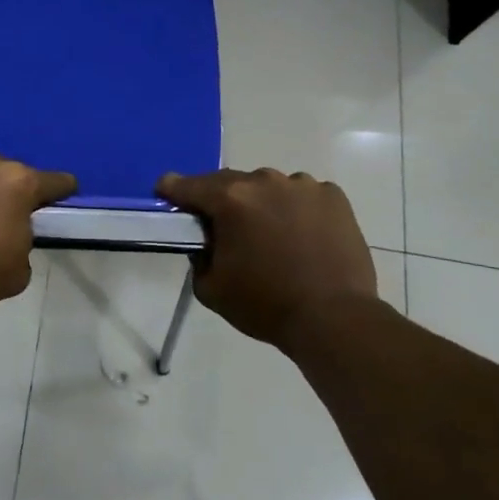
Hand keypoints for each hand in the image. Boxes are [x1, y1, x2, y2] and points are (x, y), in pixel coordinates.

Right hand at [157, 168, 377, 347]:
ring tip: (269, 234)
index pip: (188, 185)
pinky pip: (303, 195)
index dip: (172, 189)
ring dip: (262, 203)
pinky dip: (296, 209)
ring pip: (269, 187)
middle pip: (230, 183)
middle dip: (221, 200)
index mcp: (230, 199)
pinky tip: (301, 235)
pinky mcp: (333, 197)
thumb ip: (199, 258)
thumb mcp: (211, 289)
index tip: (165, 191)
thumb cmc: (265, 305)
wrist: (333, 318)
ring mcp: (303, 186)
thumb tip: (208, 243)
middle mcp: (264, 181)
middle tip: (222, 225)